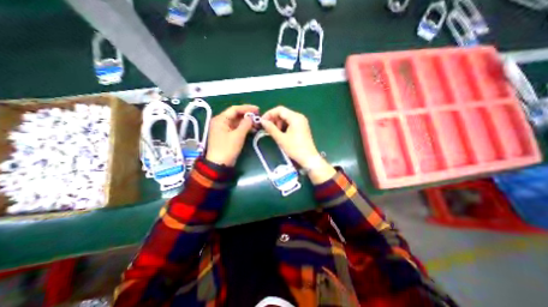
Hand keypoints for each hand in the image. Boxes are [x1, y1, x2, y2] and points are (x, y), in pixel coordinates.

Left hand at [205, 104, 259, 166]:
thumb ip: (245, 124)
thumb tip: (251, 117)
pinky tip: (253, 129)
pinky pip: (237, 129)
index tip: (257, 109)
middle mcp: (221, 122)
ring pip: (237, 123)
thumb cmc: (227, 149)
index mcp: (220, 119)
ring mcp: (224, 129)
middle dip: (248, 116)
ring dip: (247, 123)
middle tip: (259, 117)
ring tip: (258, 124)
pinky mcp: (227, 136)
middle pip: (236, 115)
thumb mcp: (238, 136)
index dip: (246, 108)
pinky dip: (244, 129)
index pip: (234, 109)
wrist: (219, 165)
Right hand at [261, 105, 321, 167]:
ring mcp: (302, 122)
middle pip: (283, 113)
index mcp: (295, 117)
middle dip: (274, 119)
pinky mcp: (302, 127)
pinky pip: (291, 123)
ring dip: (278, 123)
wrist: (309, 158)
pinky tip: (281, 133)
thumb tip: (262, 121)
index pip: (280, 110)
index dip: (269, 114)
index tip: (262, 121)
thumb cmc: (295, 148)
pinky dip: (284, 126)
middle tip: (267, 128)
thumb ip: (271, 128)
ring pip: (286, 118)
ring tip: (274, 133)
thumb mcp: (281, 139)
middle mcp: (299, 117)